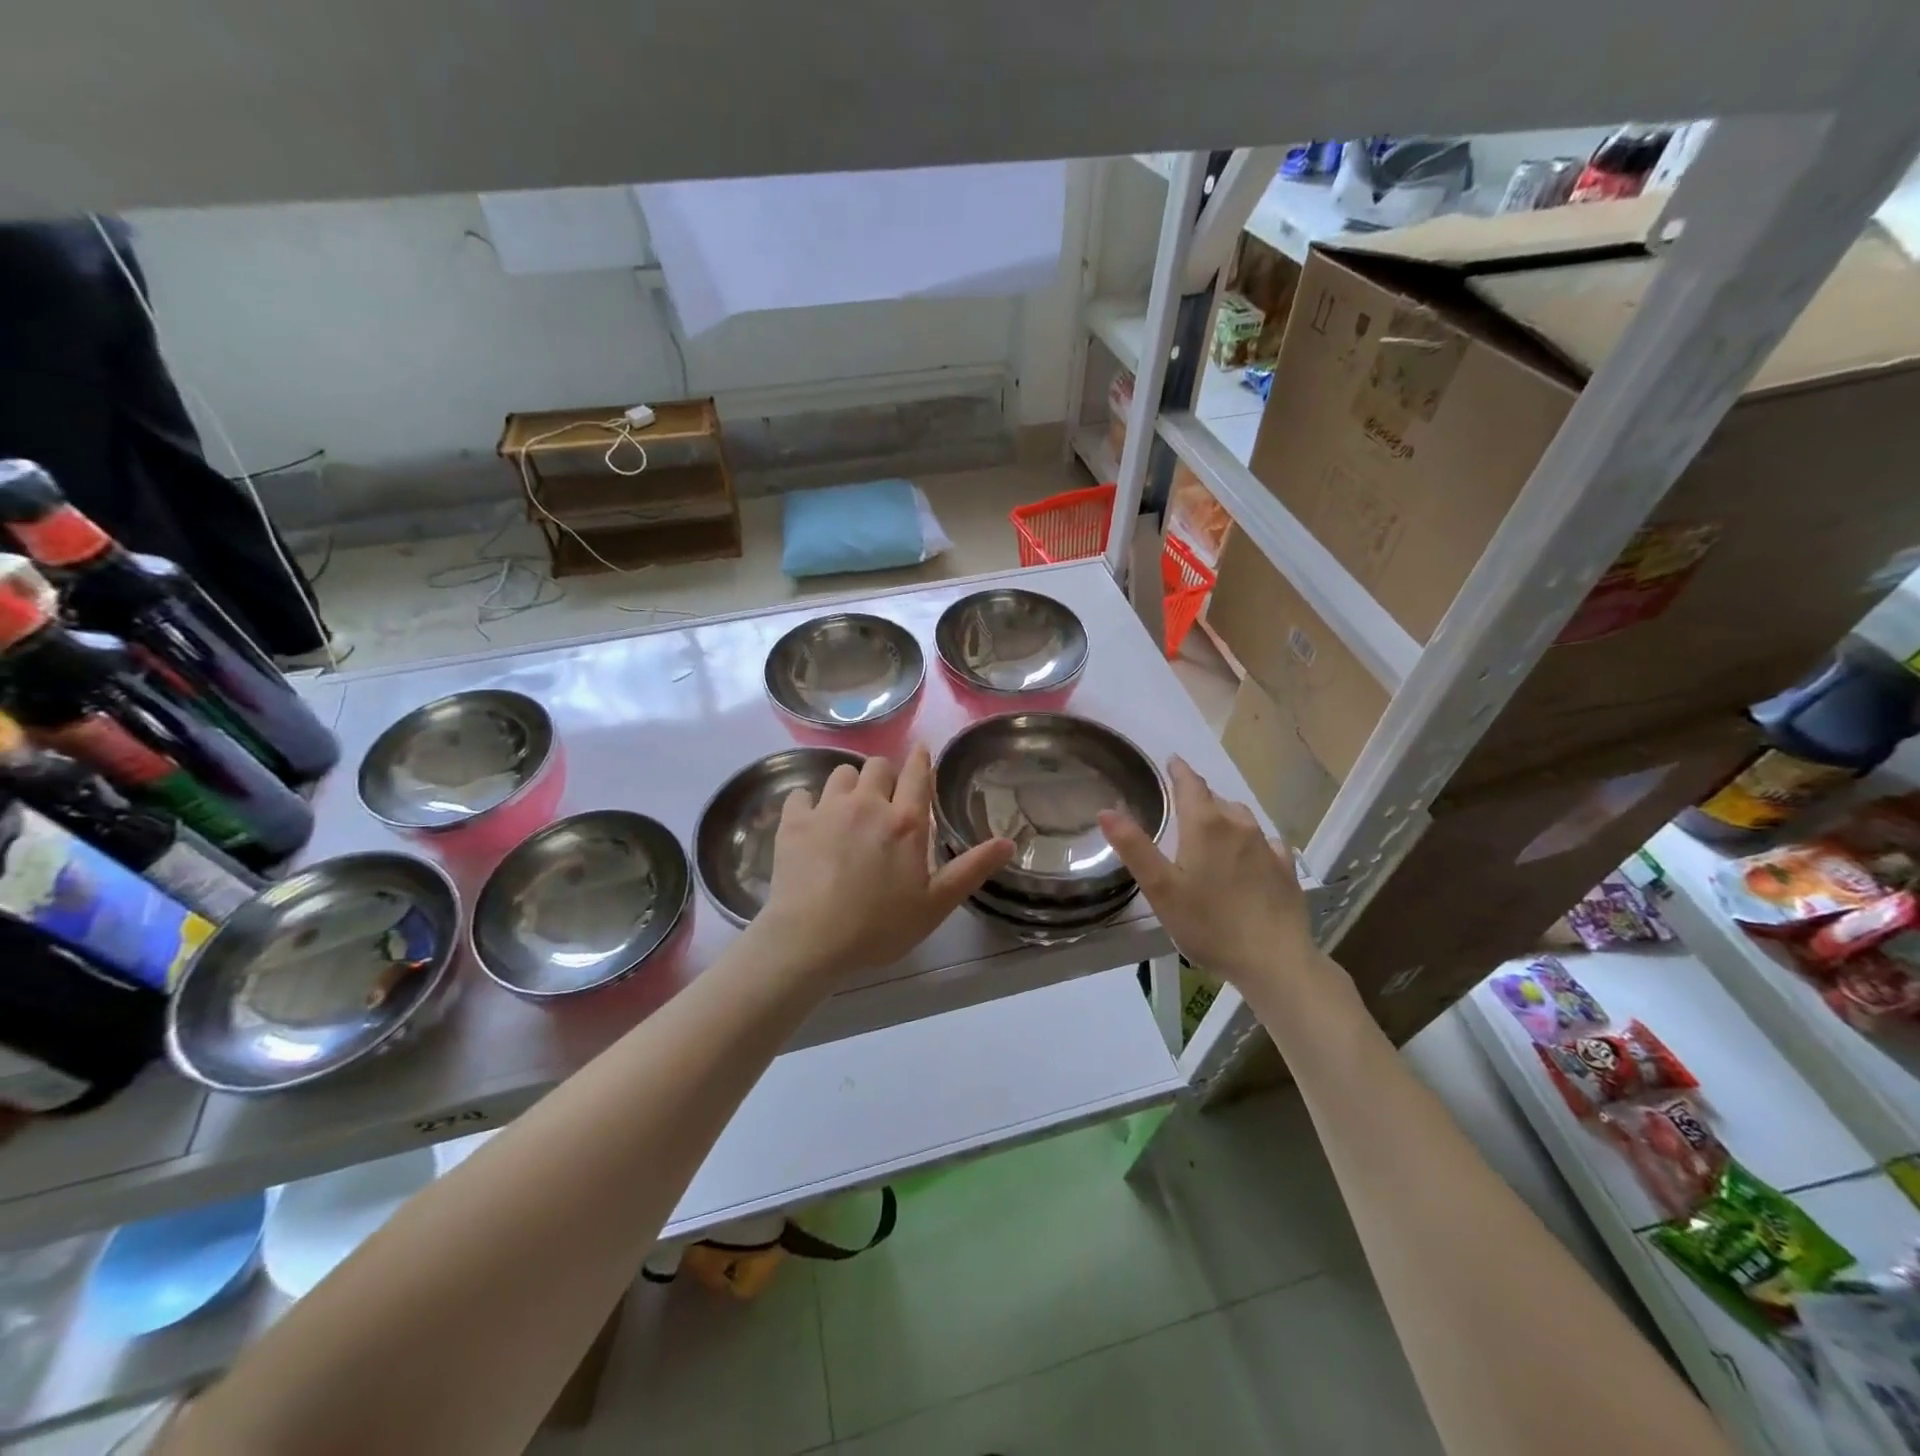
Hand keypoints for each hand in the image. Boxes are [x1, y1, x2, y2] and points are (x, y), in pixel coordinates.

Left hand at [754, 745, 1014, 985]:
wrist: (811, 941)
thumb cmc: (879, 927)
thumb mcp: (935, 904)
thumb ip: (971, 869)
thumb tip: (1008, 842)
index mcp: (906, 822)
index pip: (918, 773)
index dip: (921, 759)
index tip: (921, 754)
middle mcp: (867, 804)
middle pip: (878, 765)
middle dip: (885, 777)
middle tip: (885, 802)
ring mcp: (827, 809)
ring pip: (841, 773)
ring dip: (850, 786)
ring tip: (849, 810)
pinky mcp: (794, 821)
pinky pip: (802, 793)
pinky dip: (809, 803)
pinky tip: (812, 823)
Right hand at [1098, 756, 1318, 990]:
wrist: (1274, 960)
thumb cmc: (1208, 923)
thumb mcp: (1161, 888)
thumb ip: (1134, 847)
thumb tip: (1106, 809)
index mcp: (1205, 825)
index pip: (1190, 784)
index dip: (1179, 771)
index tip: (1172, 761)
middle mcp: (1239, 825)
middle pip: (1216, 800)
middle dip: (1198, 797)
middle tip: (1182, 807)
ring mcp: (1267, 846)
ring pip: (1241, 818)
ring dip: (1224, 817)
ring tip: (1211, 831)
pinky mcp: (1285, 868)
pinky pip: (1265, 842)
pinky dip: (1250, 842)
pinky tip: (1248, 858)